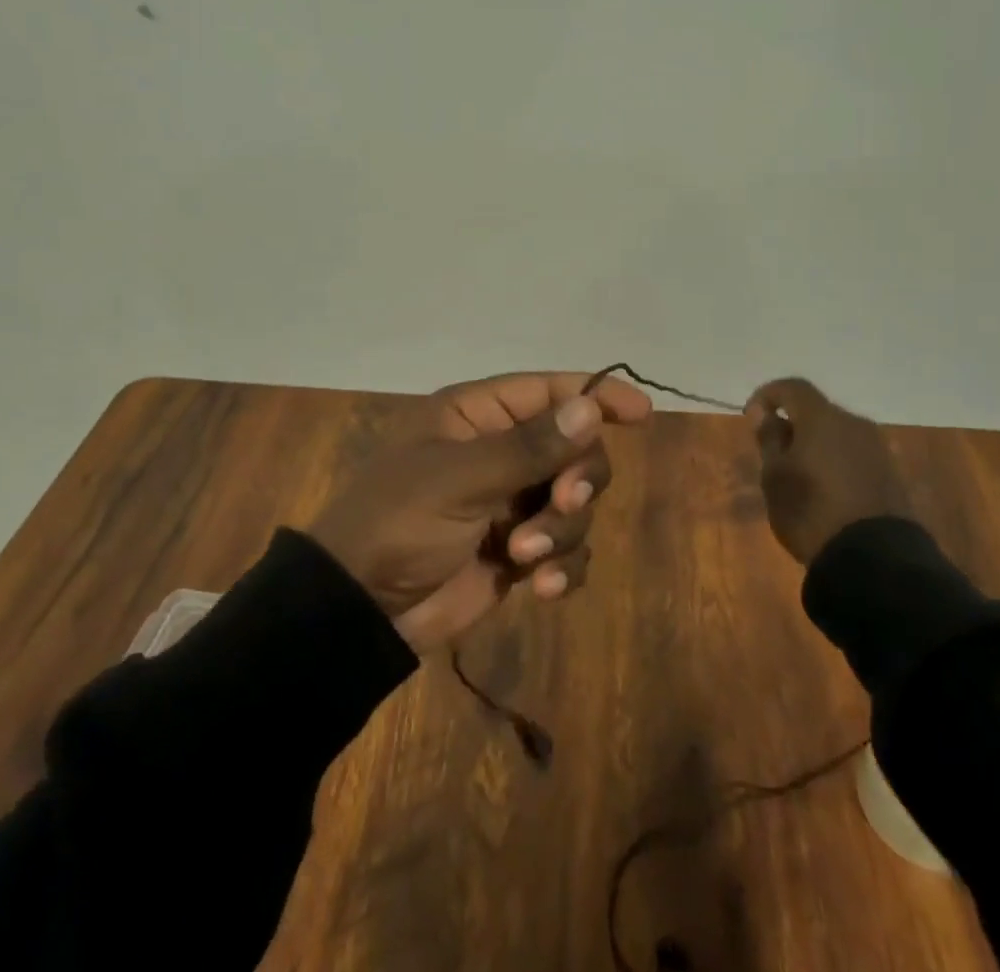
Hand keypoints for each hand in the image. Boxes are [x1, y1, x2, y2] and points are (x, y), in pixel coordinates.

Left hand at [310, 372, 652, 653]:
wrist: (359, 609)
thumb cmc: (399, 521)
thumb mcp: (459, 478)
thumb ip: (529, 447)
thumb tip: (591, 407)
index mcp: (478, 416)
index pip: (549, 391)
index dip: (595, 396)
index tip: (639, 413)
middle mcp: (500, 452)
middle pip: (575, 448)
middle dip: (577, 479)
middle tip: (561, 504)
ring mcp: (510, 503)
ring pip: (575, 503)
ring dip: (561, 531)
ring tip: (524, 555)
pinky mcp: (517, 552)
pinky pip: (564, 550)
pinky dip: (561, 567)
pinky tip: (539, 587)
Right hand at [744, 377, 906, 563]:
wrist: (874, 560)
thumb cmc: (811, 511)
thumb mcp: (775, 477)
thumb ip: (770, 440)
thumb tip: (766, 415)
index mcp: (822, 418)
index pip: (792, 388)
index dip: (767, 396)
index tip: (751, 419)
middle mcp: (854, 424)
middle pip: (817, 411)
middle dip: (793, 425)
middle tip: (774, 454)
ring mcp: (878, 449)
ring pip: (837, 434)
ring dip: (815, 445)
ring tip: (799, 476)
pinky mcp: (891, 474)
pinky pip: (854, 455)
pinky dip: (835, 462)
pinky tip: (825, 490)